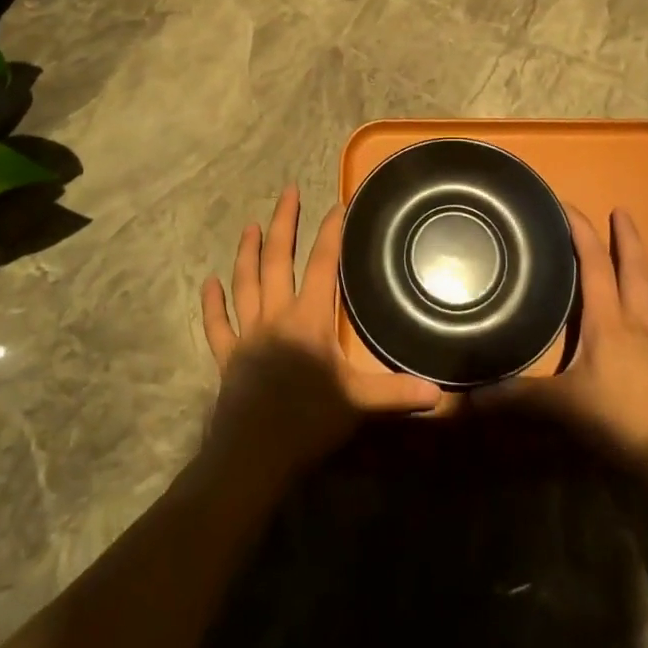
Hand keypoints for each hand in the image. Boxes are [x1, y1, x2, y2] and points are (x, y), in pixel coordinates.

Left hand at [201, 186, 440, 477]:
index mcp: (309, 319)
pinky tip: (208, 283)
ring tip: (250, 225)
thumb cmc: (309, 422)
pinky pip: (218, 325)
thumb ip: (395, 392)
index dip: (330, 233)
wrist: (253, 456)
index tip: (337, 205)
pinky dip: (212, 304)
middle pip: (278, 260)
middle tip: (287, 191)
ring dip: (247, 252)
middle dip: (284, 222)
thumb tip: (439, 392)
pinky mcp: (228, 356)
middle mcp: (276, 315)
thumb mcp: (358, 404)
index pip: (322, 264)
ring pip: (245, 283)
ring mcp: (248, 334)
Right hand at [485, 205, 647, 481]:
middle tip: (623, 211)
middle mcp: (639, 320)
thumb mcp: (559, 406)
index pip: (592, 265)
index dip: (580, 231)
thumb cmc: (615, 419)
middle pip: (633, 270)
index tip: (568, 205)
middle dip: (626, 239)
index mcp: (605, 321)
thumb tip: (468, 396)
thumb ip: (516, 397)